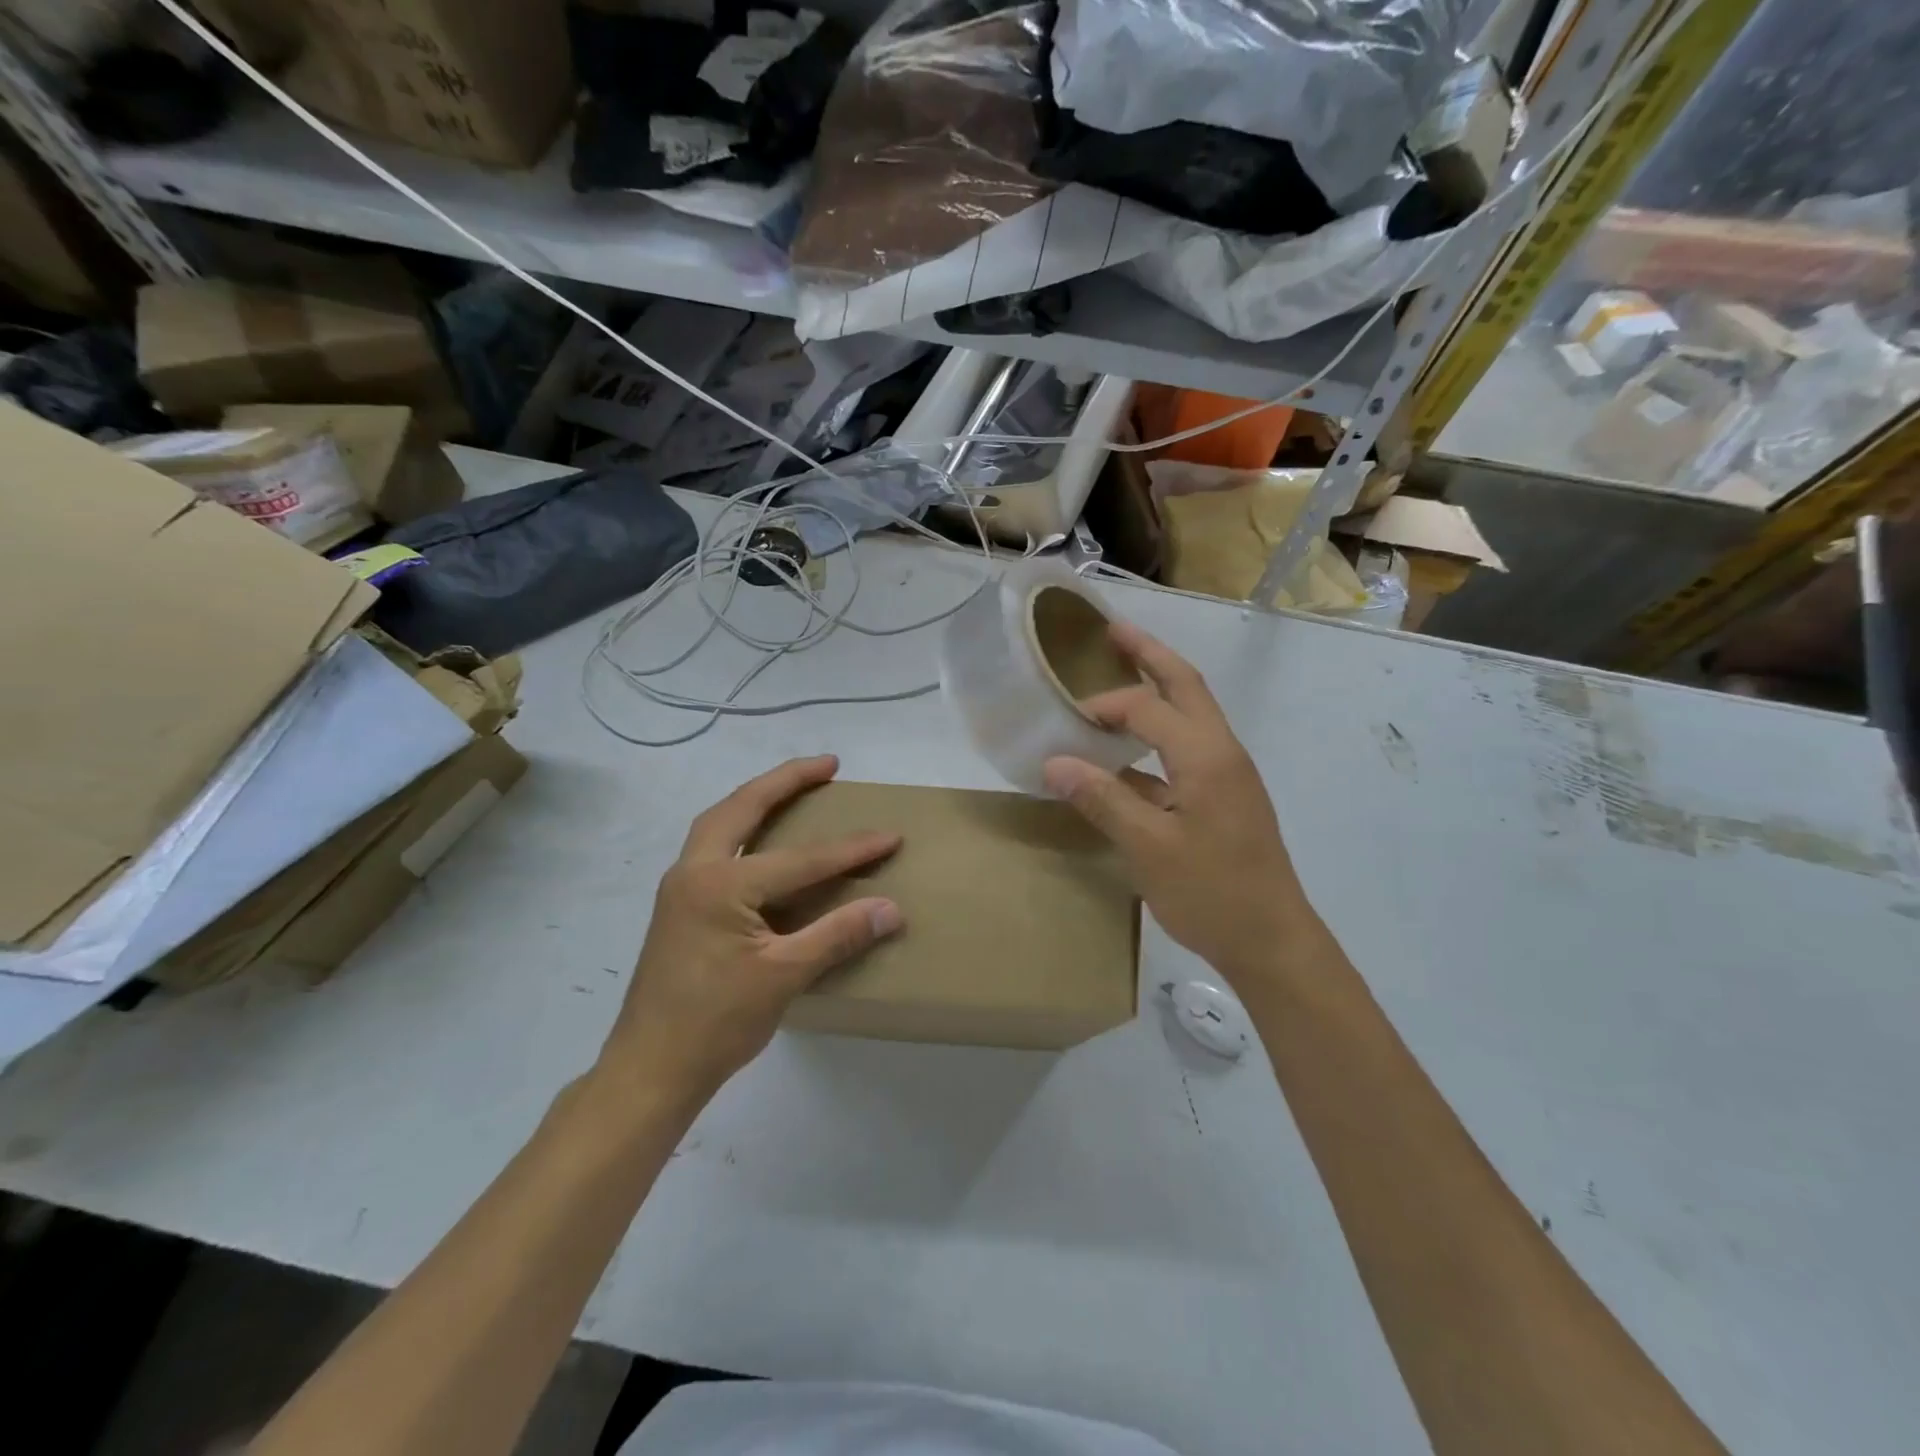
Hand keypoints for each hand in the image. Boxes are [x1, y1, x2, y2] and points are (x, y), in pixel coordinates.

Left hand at [598, 756, 901, 1106]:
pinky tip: (763, 840)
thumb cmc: (716, 1024)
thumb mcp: (784, 977)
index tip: (891, 836)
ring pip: (720, 822)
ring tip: (796, 788)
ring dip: (758, 798)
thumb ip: (838, 935)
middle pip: (742, 807)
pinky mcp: (679, 906)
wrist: (649, 1070)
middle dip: (786, 780)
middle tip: (828, 766)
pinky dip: (743, 828)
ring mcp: (680, 888)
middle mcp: (693, 872)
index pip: (800, 859)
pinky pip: (714, 847)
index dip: (851, 849)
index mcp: (720, 885)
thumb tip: (892, 908)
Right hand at [1044, 624, 1310, 985]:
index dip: (1103, 707)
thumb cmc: (1212, 894)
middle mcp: (1222, 751)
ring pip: (1191, 712)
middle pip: (1185, 685)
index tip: (1064, 722)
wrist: (1272, 942)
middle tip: (1112, 630)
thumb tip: (1055, 761)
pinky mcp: (1224, 795)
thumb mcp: (1148, 848)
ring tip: (1122, 671)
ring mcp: (1228, 773)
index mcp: (1206, 756)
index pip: (1147, 708)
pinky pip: (1187, 747)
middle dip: (1149, 654)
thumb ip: (1102, 799)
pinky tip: (1127, 753)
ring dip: (1158, 687)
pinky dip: (1157, 735)